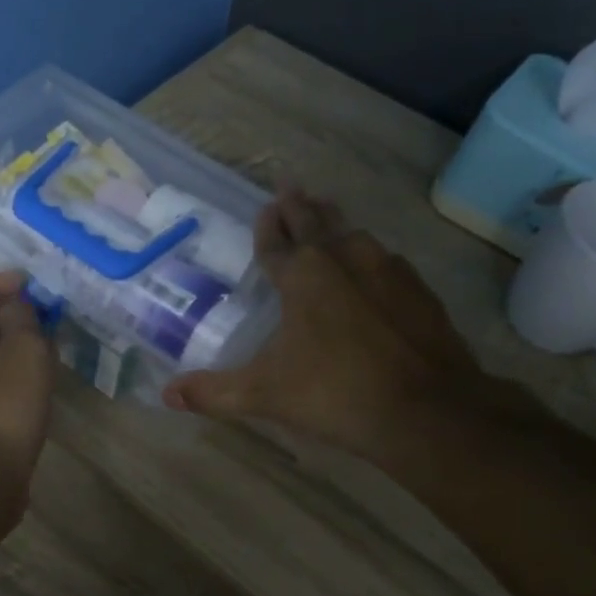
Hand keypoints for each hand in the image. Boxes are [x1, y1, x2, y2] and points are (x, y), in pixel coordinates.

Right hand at [163, 189, 529, 463]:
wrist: (428, 409)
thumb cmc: (335, 393)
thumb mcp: (265, 394)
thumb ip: (214, 392)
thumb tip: (167, 395)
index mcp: (302, 276)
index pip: (276, 241)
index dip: (267, 225)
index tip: (265, 205)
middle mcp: (343, 259)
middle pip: (316, 222)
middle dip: (299, 206)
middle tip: (291, 186)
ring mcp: (387, 270)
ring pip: (353, 233)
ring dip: (335, 221)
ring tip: (328, 211)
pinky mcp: (419, 290)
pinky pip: (385, 258)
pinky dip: (370, 253)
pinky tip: (374, 262)